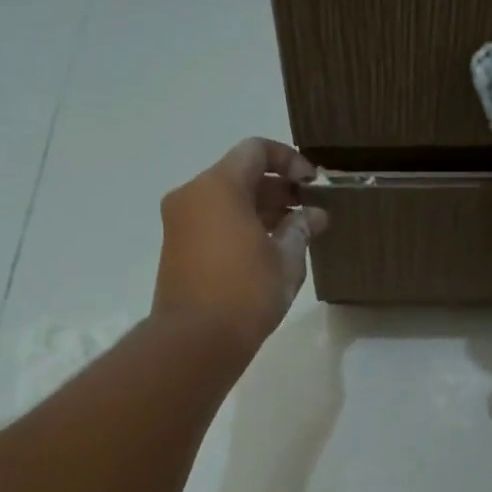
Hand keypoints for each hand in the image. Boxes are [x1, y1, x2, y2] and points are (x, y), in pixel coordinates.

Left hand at [152, 138, 327, 356]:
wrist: (195, 341)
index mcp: (219, 186)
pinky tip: (269, 250)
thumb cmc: (246, 293)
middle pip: (240, 174)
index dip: (289, 160)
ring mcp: (180, 222)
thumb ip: (301, 228)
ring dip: (261, 209)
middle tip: (310, 211)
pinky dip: (241, 226)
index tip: (313, 184)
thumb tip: (313, 215)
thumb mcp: (286, 259)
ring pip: (226, 200)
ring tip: (295, 233)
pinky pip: (214, 222)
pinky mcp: (178, 248)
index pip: (256, 150)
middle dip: (278, 189)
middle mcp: (192, 195)